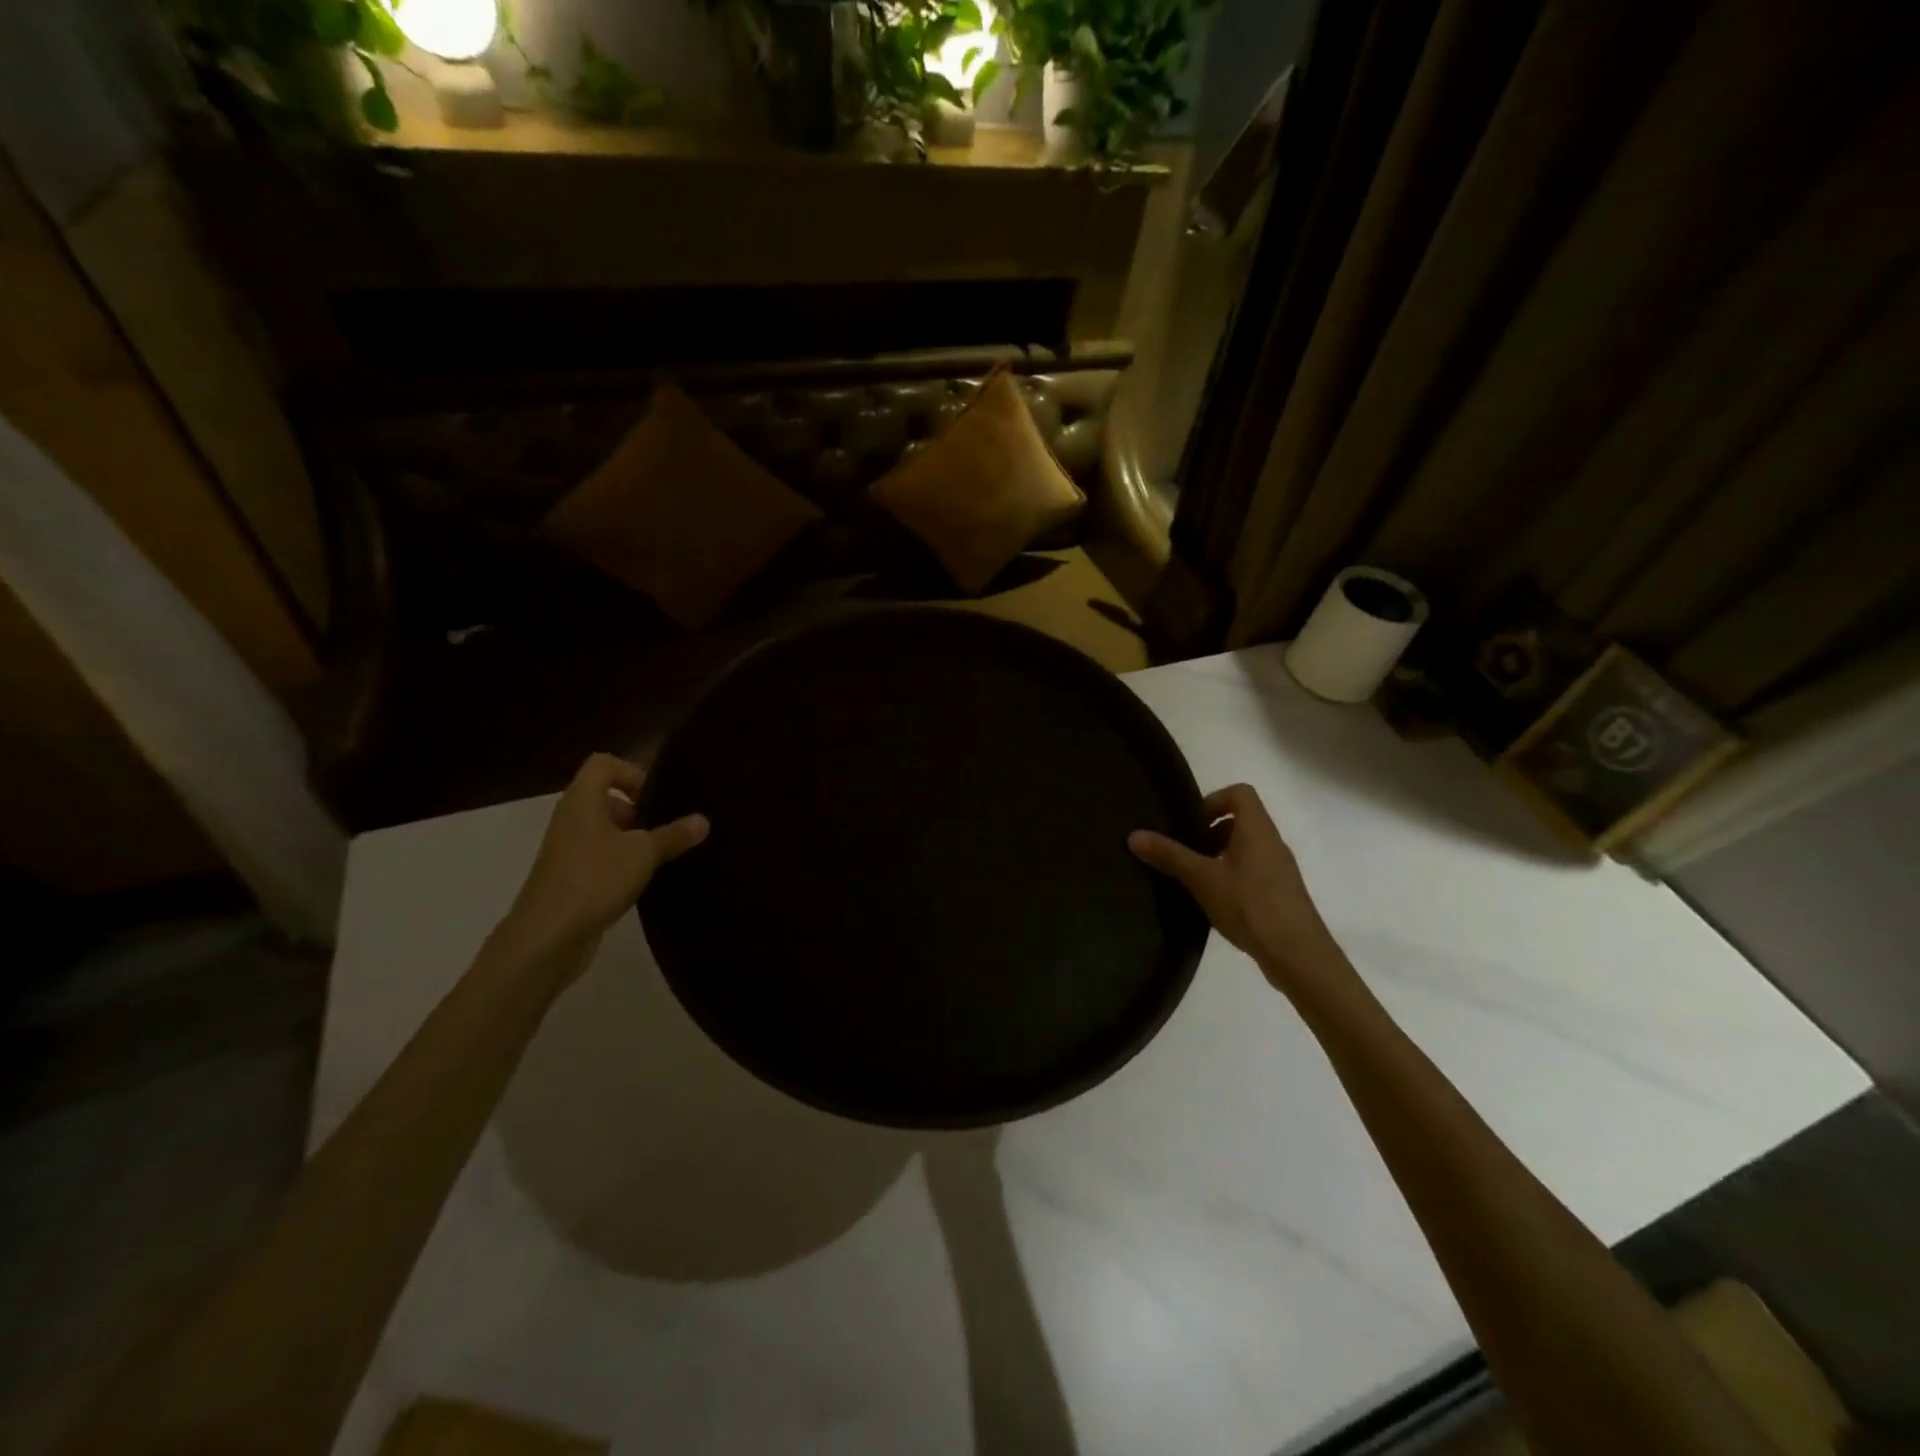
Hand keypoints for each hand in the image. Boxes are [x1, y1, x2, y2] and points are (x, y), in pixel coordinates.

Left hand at [495, 753, 708, 970]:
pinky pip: (600, 856)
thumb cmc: (595, 880)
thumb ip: (674, 835)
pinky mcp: (570, 878)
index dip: (632, 772)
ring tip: (662, 855)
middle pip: (605, 796)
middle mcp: (571, 819)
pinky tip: (644, 880)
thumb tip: (703, 820)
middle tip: (667, 826)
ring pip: (604, 829)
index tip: (657, 798)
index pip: (604, 764)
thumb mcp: (644, 854)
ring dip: (633, 838)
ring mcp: (567, 850)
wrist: (547, 938)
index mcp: (582, 801)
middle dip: (639, 809)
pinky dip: (622, 862)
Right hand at [1129, 784, 1357, 1006]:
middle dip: (1210, 832)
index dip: (1213, 800)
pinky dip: (1232, 877)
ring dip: (1220, 856)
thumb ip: (1169, 855)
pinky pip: (1253, 871)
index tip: (1192, 824)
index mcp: (1257, 829)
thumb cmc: (1250, 906)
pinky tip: (1216, 903)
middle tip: (1187, 853)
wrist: (1298, 955)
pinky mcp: (1281, 894)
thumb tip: (1134, 835)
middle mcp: (1273, 843)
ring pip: (1246, 848)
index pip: (1240, 793)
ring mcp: (1280, 869)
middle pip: (1241, 820)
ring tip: (1196, 880)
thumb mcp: (1202, 879)